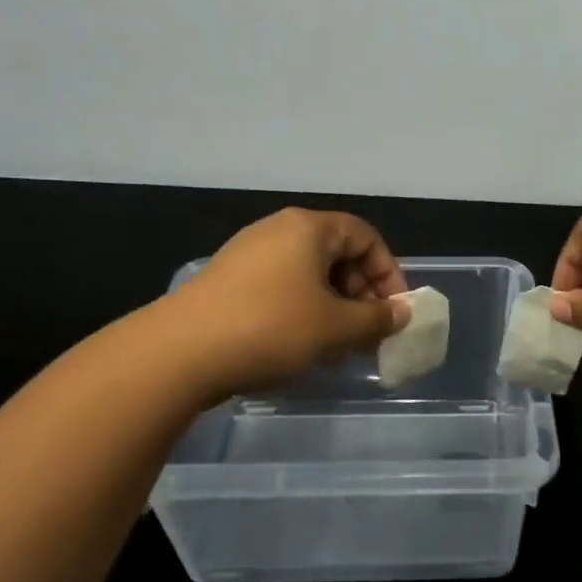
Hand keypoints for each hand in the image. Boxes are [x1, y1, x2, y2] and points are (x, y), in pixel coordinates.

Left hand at [170, 207, 409, 402]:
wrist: (179, 353)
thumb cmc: (271, 329)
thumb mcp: (336, 328)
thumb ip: (377, 319)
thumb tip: (402, 313)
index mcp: (308, 228)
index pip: (366, 237)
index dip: (388, 273)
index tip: (394, 312)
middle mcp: (278, 230)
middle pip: (337, 254)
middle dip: (361, 294)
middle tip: (368, 332)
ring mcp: (248, 254)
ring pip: (309, 274)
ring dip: (334, 306)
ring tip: (338, 344)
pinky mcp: (228, 281)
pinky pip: (282, 287)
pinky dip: (303, 310)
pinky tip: (301, 344)